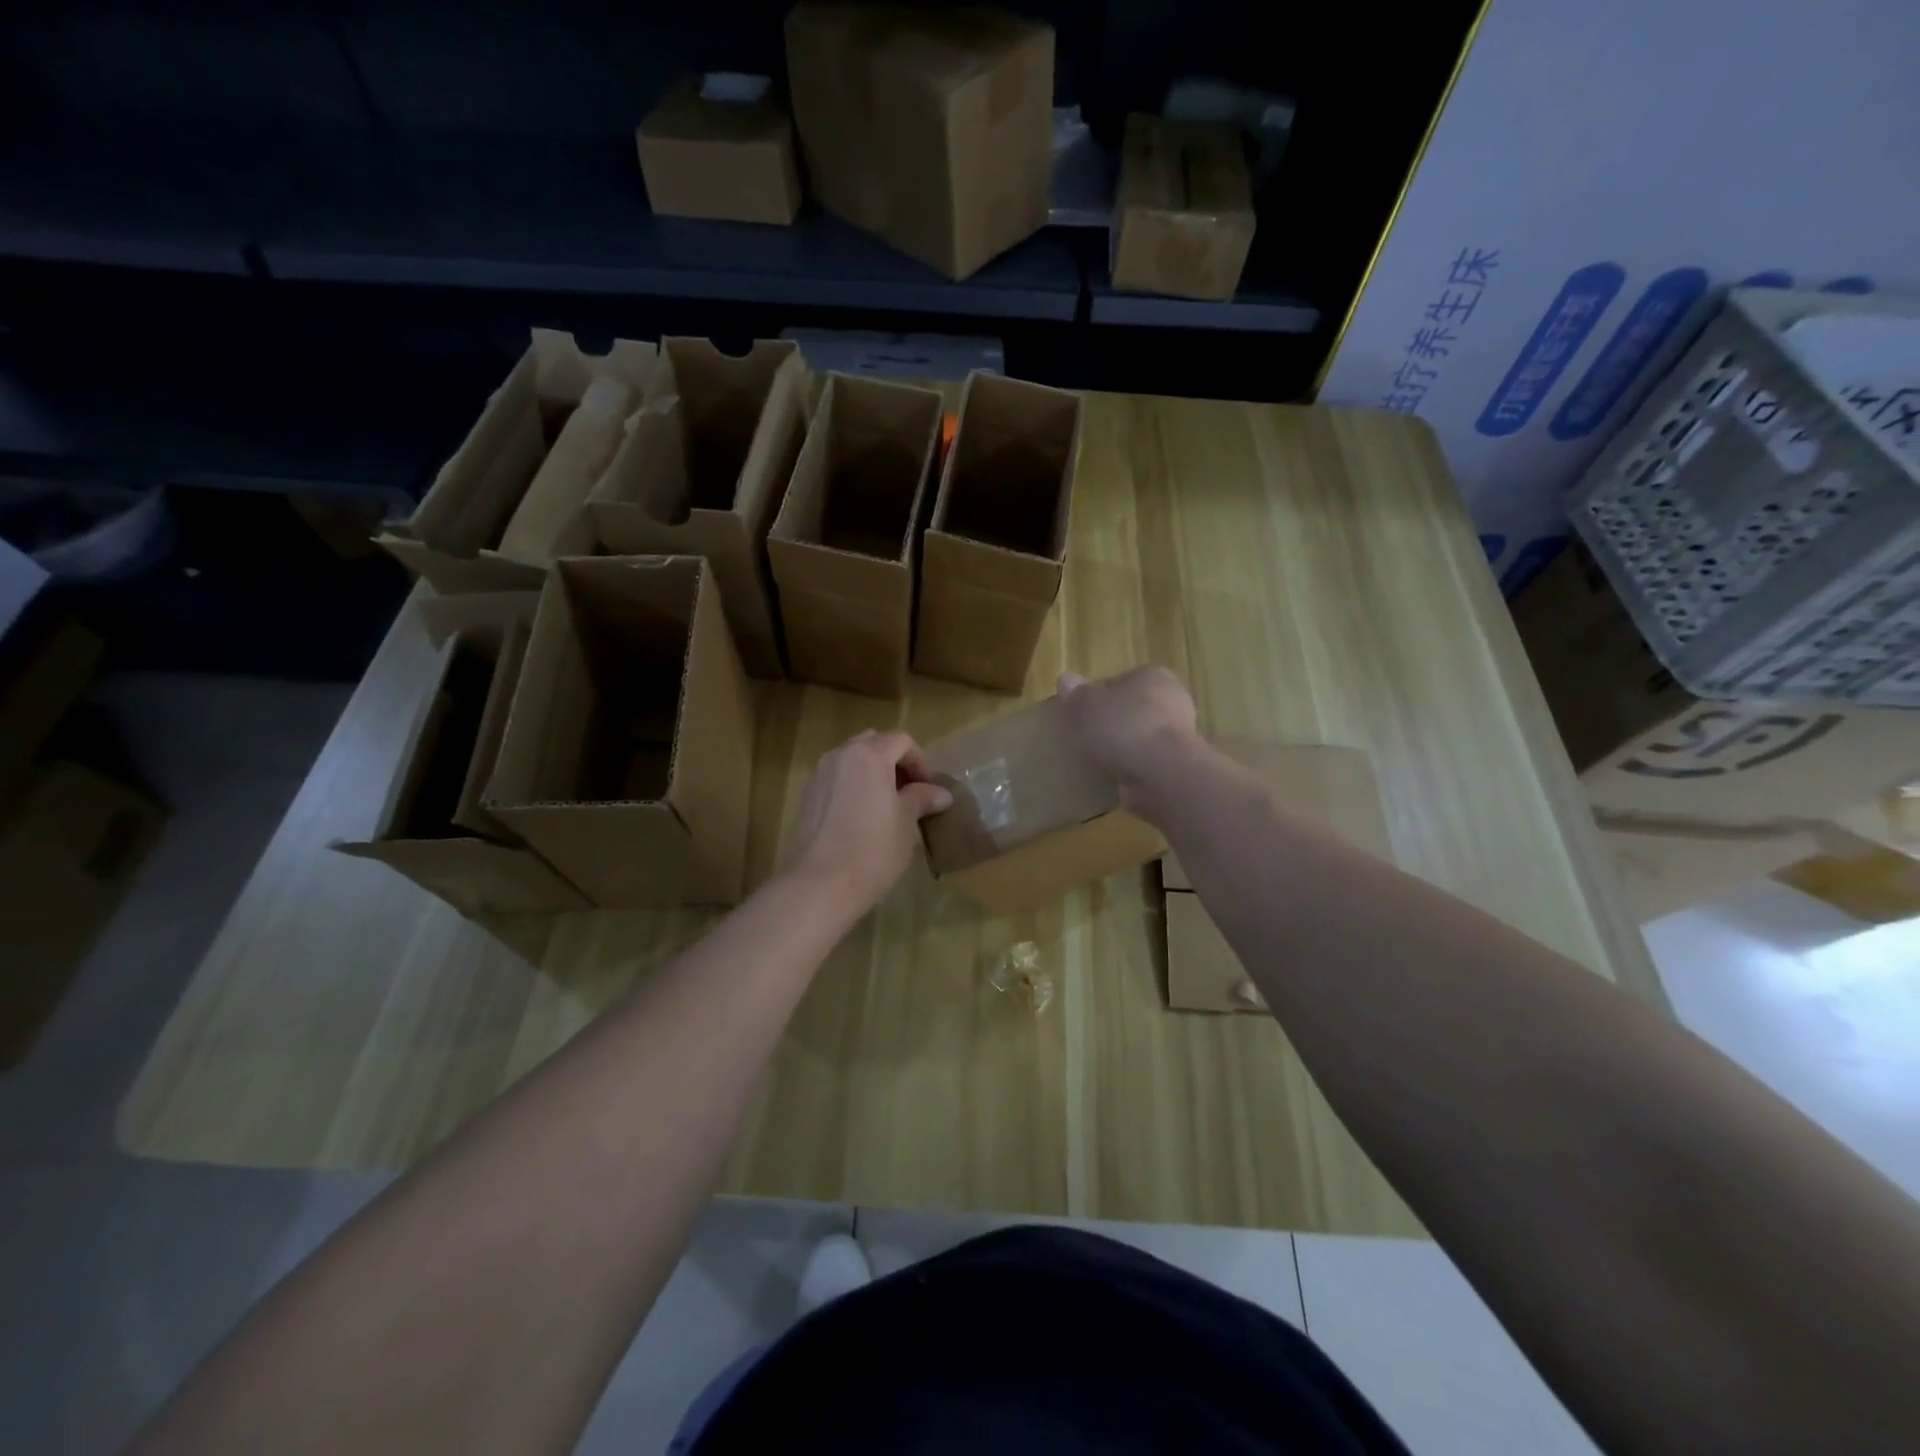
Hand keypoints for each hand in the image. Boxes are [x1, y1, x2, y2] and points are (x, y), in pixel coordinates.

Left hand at [788, 729, 952, 914]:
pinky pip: (837, 778)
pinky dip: (853, 785)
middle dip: (894, 761)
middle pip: (873, 743)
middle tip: (910, 789)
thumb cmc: (873, 849)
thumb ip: (921, 799)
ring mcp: (819, 775)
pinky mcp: (807, 797)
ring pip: (852, 759)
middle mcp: (840, 755)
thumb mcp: (906, 822)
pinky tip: (863, 815)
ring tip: (888, 803)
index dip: (920, 761)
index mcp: (869, 755)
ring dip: (873, 772)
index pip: (901, 741)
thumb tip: (941, 794)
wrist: (821, 884)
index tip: (930, 788)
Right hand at [1057, 667, 1200, 817]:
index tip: (1079, 716)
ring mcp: (1178, 735)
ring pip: (1138, 738)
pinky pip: (1145, 763)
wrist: (1163, 774)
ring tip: (1095, 763)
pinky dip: (1131, 770)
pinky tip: (1113, 780)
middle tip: (1084, 740)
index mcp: (1152, 676)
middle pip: (1129, 710)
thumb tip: (1065, 679)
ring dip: (1121, 749)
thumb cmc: (1125, 727)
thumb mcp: (1089, 705)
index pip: (1117, 682)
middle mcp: (1172, 700)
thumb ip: (1077, 694)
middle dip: (1110, 724)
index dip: (1095, 697)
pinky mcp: (1177, 765)